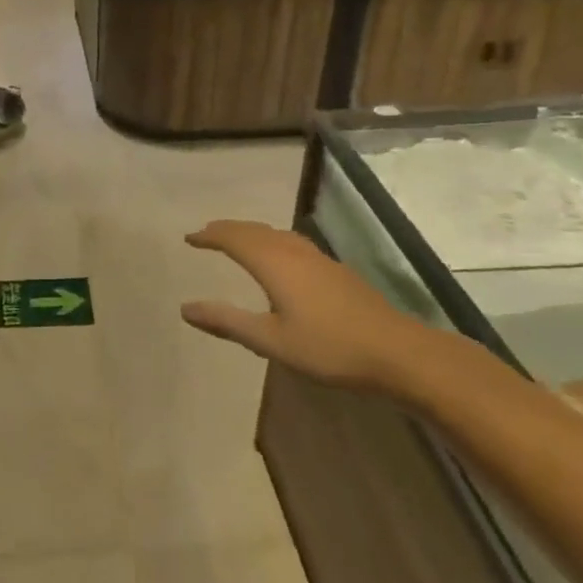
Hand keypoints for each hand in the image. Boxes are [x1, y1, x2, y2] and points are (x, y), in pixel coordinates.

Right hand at [180, 220, 436, 390]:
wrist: (397, 352)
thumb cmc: (328, 347)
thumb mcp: (270, 340)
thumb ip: (227, 322)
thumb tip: (185, 308)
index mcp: (274, 264)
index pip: (234, 239)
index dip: (210, 236)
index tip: (189, 238)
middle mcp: (294, 252)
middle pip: (255, 231)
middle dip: (228, 229)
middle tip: (207, 233)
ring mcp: (319, 259)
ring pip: (276, 234)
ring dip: (251, 233)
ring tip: (237, 239)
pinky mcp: (335, 271)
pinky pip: (292, 242)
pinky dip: (272, 241)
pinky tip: (280, 257)